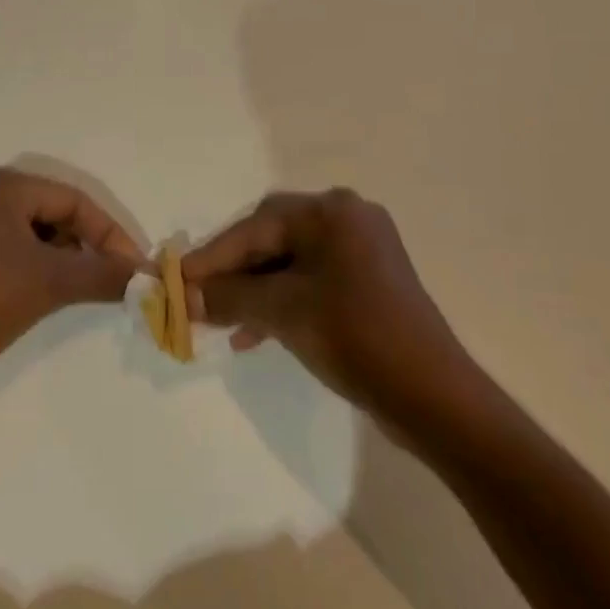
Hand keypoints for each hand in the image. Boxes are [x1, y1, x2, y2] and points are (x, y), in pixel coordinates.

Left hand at [0, 165, 144, 376]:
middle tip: (105, 277)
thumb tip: (145, 276)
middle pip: (47, 211)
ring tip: (72, 288)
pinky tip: (32, 293)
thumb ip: (103, 274)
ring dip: (54, 256)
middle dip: (81, 244)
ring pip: (22, 230)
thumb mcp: (50, 284)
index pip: (71, 200)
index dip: (108, 232)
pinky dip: (25, 264)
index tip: (132, 266)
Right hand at [183, 189, 464, 417]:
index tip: (175, 278)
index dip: (212, 256)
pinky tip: (255, 332)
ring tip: (222, 323)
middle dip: (233, 272)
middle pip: (272, 238)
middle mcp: (347, 218)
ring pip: (290, 262)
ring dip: (254, 291)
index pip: (256, 227)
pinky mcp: (368, 281)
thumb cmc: (355, 337)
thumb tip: (186, 295)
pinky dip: (281, 301)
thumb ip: (229, 296)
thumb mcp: (283, 312)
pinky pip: (311, 280)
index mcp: (331, 211)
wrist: (434, 397)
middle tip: (199, 298)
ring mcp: (361, 249)